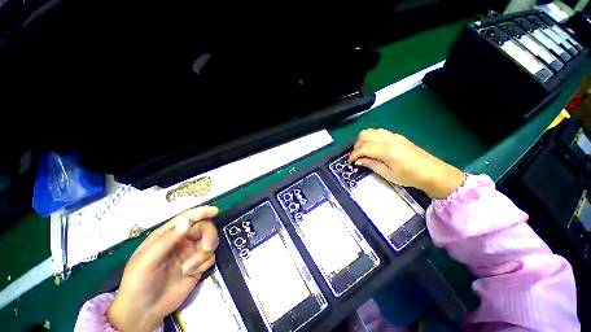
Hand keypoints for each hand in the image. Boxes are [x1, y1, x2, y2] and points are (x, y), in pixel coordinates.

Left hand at [107, 206, 218, 331]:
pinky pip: (211, 257)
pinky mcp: (199, 265)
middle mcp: (182, 241)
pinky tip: (191, 274)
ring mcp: (191, 253)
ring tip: (190, 269)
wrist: (145, 311)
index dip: (202, 212)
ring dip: (204, 254)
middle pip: (204, 228)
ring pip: (211, 241)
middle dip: (209, 235)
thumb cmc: (139, 282)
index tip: (215, 211)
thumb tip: (187, 221)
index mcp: (168, 235)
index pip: (188, 218)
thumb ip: (167, 240)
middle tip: (206, 248)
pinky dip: (204, 264)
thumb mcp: (147, 260)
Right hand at [348, 129, 464, 198]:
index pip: (363, 148)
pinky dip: (371, 137)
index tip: (350, 162)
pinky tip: (372, 146)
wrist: (433, 172)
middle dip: (356, 145)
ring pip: (370, 131)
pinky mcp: (397, 136)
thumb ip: (370, 164)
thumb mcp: (387, 173)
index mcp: (386, 150)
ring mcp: (393, 135)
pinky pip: (379, 132)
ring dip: (363, 140)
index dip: (353, 154)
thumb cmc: (409, 176)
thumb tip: (357, 161)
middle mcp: (388, 139)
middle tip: (356, 156)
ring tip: (362, 151)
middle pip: (364, 135)